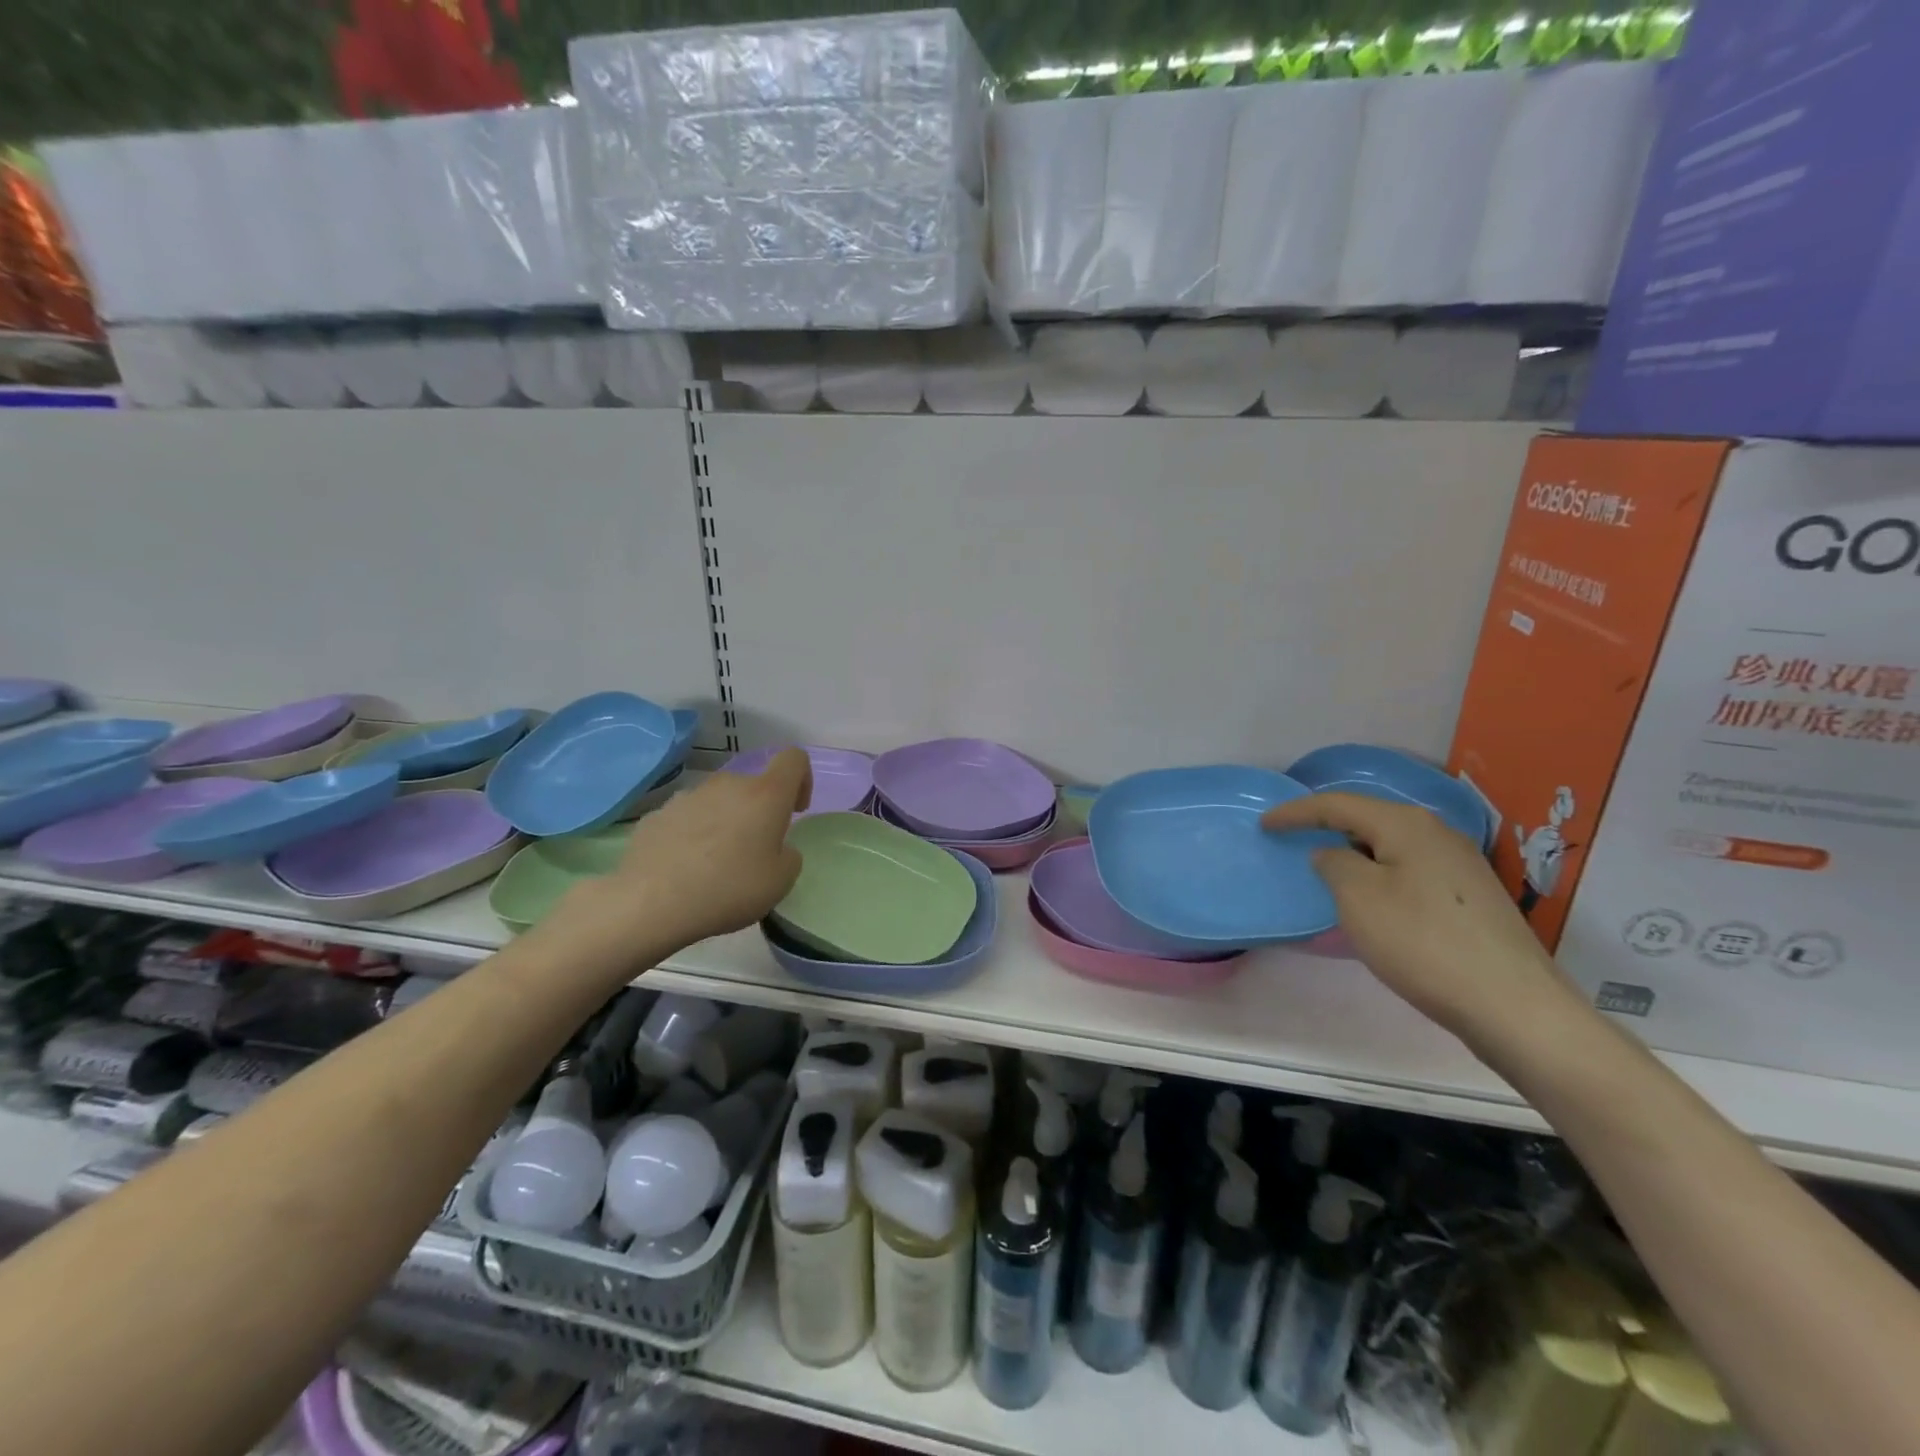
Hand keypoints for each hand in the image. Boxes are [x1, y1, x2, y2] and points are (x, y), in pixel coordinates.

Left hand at [556, 749, 811, 962]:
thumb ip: (788, 855)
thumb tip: (775, 848)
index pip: (793, 759)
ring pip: (718, 802)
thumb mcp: (781, 881)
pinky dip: (693, 836)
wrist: (651, 902)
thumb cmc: (729, 888)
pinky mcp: (657, 814)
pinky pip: (687, 819)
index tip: (795, 811)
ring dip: (725, 823)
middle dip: (758, 812)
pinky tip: (685, 870)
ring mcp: (688, 796)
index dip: (802, 779)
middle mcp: (727, 784)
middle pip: (752, 785)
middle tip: (754, 853)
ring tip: (715, 865)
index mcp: (765, 795)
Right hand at [1261, 793, 1583, 1045]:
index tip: (1264, 824)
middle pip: (1370, 819)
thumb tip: (1333, 854)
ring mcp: (1462, 865)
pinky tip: (1375, 899)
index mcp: (1407, 825)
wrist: (1513, 1005)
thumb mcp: (1359, 898)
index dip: (1296, 812)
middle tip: (1295, 838)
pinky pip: (1412, 870)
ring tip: (1329, 869)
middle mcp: (1438, 833)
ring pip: (1393, 846)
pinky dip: (1382, 874)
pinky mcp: (1473, 897)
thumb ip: (1335, 864)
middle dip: (1329, 826)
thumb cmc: (1422, 943)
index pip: (1338, 804)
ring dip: (1357, 852)